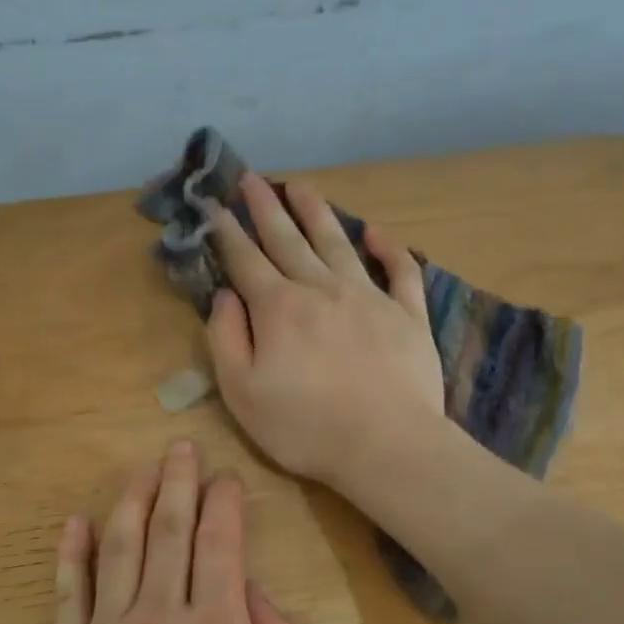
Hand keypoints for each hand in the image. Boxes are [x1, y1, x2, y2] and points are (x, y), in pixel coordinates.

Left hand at [47, 439, 301, 623]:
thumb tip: (253, 591)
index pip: (220, 544)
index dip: (224, 503)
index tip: (226, 479)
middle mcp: (162, 614)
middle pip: (169, 531)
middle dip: (178, 483)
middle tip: (180, 448)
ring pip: (119, 546)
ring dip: (131, 500)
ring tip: (141, 469)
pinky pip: (70, 591)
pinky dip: (72, 552)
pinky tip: (76, 521)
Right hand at [201, 172, 444, 494]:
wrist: (386, 445)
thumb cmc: (305, 427)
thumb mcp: (242, 393)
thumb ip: (226, 339)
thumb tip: (224, 296)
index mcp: (278, 308)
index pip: (245, 260)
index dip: (227, 232)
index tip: (215, 205)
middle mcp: (321, 288)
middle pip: (288, 239)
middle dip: (266, 207)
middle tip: (252, 178)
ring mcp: (369, 297)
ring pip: (338, 242)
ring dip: (317, 212)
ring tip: (301, 186)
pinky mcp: (408, 314)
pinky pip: (400, 270)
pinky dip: (388, 247)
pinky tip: (376, 233)